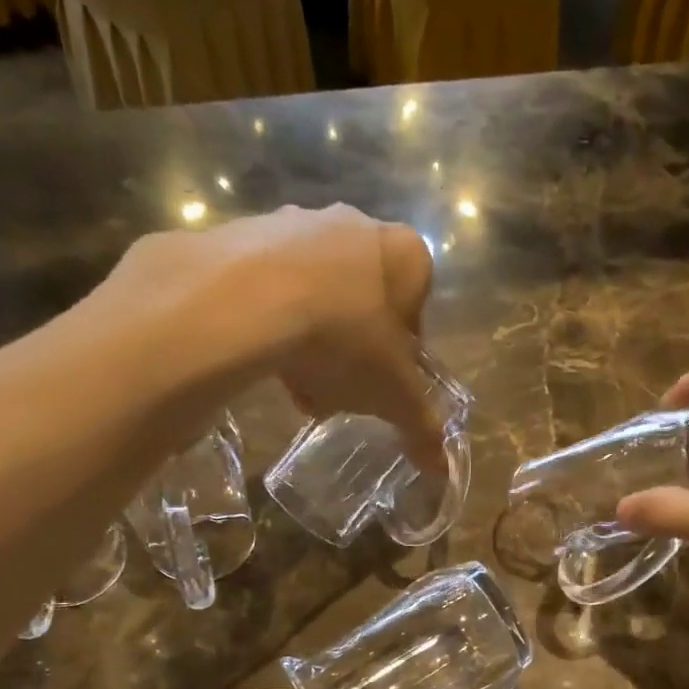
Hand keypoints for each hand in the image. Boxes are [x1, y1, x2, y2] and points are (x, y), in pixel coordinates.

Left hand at [74, 204, 443, 471]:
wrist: (247, 301)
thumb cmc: (344, 341)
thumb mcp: (393, 395)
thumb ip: (422, 427)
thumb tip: (441, 467)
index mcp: (407, 254)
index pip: (416, 310)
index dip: (399, 355)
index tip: (380, 384)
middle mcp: (357, 224)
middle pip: (364, 302)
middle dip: (353, 350)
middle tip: (338, 388)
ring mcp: (299, 221)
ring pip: (317, 295)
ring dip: (312, 341)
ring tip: (297, 382)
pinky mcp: (248, 230)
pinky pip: (272, 285)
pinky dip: (272, 320)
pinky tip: (264, 357)